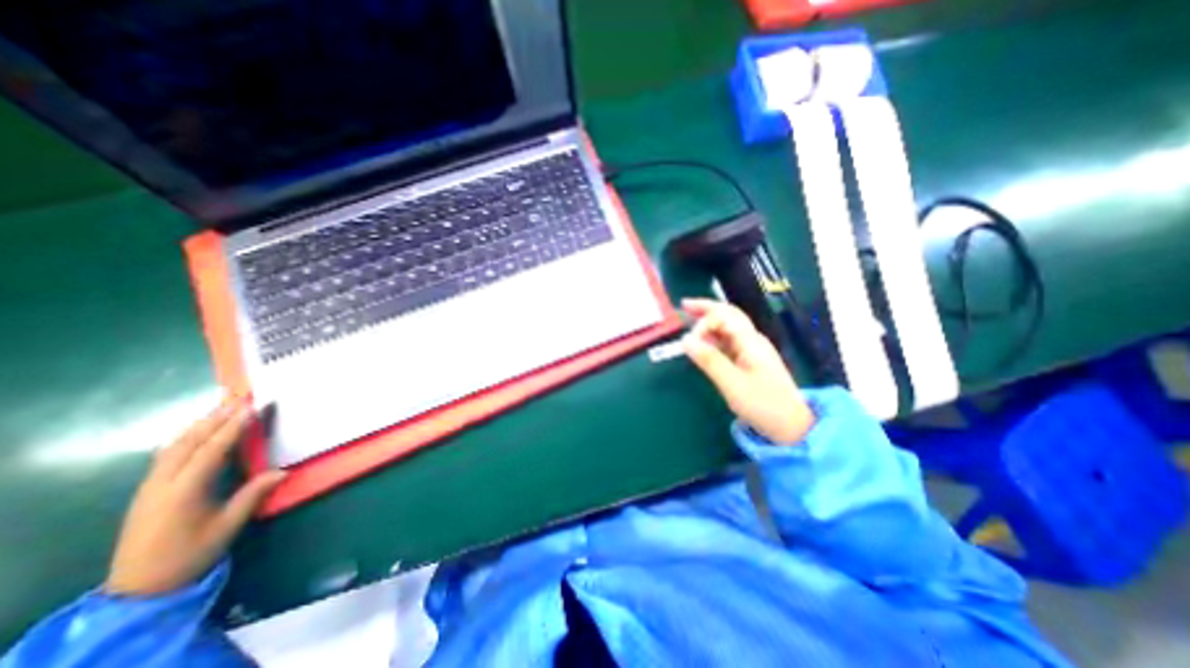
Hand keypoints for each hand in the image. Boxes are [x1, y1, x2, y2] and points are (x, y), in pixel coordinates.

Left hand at [105, 398, 284, 593]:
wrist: (139, 588)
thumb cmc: (190, 555)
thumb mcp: (227, 526)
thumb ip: (253, 495)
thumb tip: (283, 471)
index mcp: (184, 491)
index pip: (211, 450)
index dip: (233, 427)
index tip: (252, 407)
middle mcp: (162, 484)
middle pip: (188, 442)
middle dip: (214, 418)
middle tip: (238, 397)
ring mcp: (150, 487)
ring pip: (173, 447)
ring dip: (199, 424)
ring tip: (222, 407)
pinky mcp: (147, 491)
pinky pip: (166, 455)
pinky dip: (186, 437)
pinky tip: (197, 431)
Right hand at [684, 297, 813, 442]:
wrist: (791, 426)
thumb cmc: (763, 404)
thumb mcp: (731, 383)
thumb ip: (708, 360)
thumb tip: (685, 340)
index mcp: (750, 341)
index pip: (724, 316)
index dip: (704, 322)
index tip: (689, 341)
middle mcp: (751, 339)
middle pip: (728, 314)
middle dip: (706, 308)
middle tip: (684, 305)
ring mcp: (751, 349)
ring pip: (727, 327)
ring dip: (708, 321)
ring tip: (689, 318)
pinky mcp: (748, 360)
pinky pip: (728, 341)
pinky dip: (713, 337)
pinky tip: (702, 340)